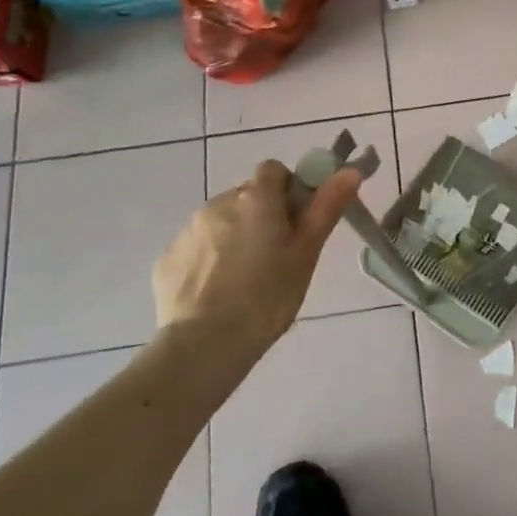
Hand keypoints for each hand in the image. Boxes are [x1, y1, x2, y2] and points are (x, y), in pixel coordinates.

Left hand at [151, 160, 362, 364]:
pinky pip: (196, 248)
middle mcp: (218, 203)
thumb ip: (326, 207)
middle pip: (247, 196)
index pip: (273, 170)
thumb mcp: (306, 253)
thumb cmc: (267, 297)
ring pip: (220, 221)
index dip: (288, 189)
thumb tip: (350, 170)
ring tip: (245, 280)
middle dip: (261, 216)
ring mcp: (187, 230)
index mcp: (256, 198)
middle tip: (276, 256)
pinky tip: (217, 293)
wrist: (203, 345)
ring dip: (234, 236)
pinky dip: (208, 260)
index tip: (296, 221)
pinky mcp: (167, 259)